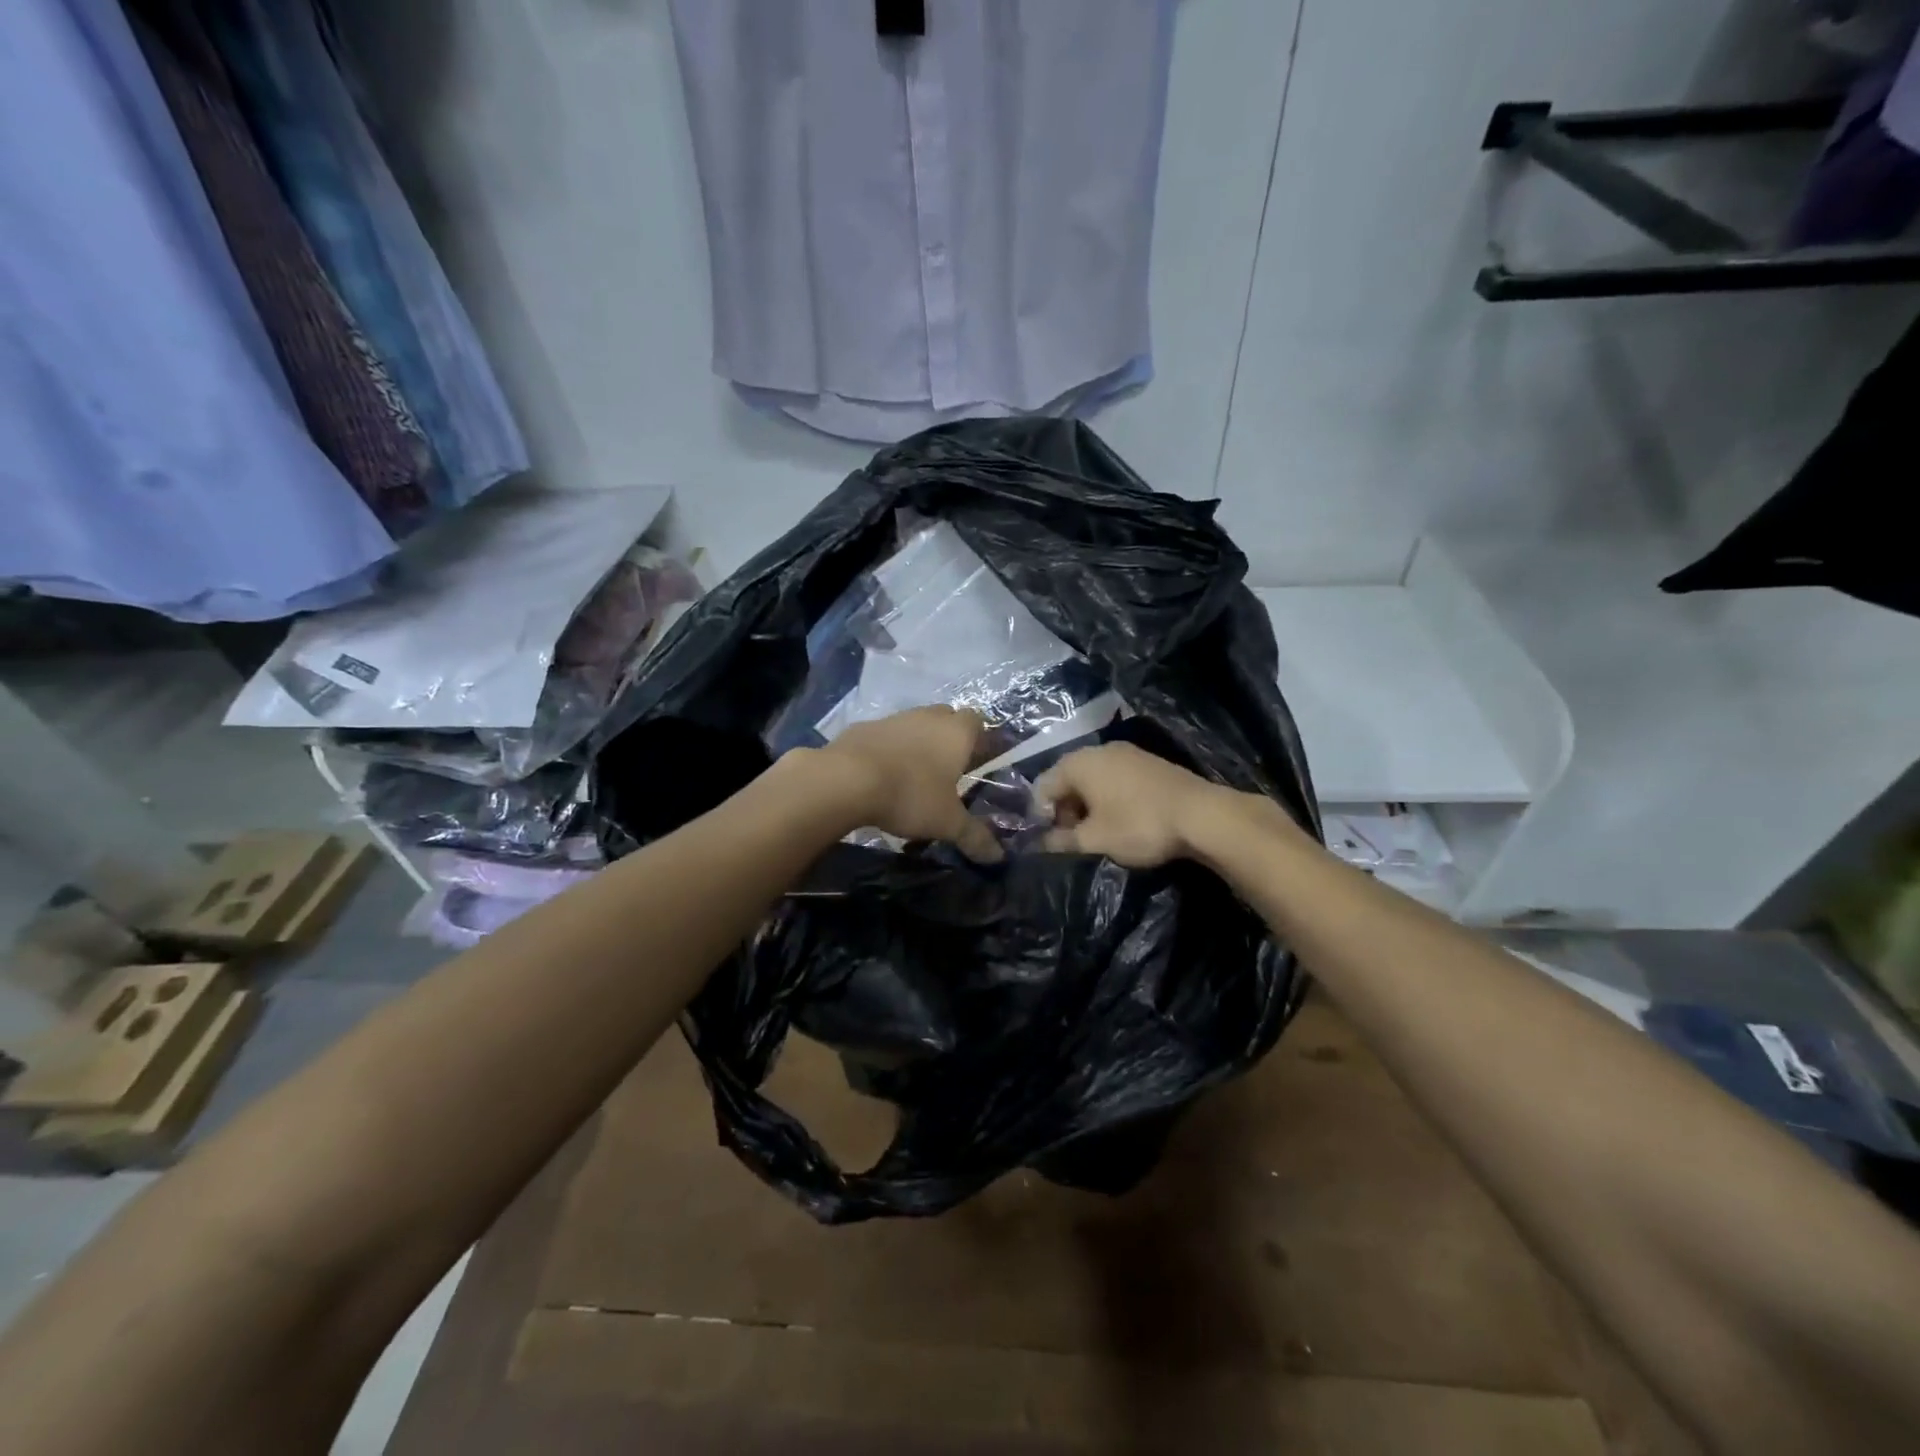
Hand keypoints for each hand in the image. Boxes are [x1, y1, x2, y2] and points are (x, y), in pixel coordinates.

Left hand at [819, 706, 1003, 863]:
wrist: (846, 780)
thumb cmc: (910, 795)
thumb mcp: (947, 823)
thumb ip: (974, 837)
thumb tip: (998, 857)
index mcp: (956, 732)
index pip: (978, 721)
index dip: (980, 740)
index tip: (978, 762)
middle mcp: (927, 716)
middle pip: (946, 718)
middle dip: (949, 739)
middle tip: (948, 770)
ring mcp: (893, 719)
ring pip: (914, 725)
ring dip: (917, 743)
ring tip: (913, 776)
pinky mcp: (863, 727)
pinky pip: (884, 736)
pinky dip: (888, 750)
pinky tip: (881, 776)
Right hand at [1033, 743, 1231, 867]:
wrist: (1201, 815)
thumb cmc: (1138, 824)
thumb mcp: (1094, 839)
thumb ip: (1061, 840)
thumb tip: (1038, 844)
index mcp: (1078, 763)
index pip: (1043, 786)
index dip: (1040, 816)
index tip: (1048, 841)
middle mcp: (1099, 750)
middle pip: (1067, 779)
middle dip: (1064, 810)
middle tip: (1072, 840)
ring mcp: (1127, 753)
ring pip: (1092, 779)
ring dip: (1087, 806)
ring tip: (1096, 833)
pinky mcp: (1148, 763)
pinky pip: (1115, 778)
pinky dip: (1109, 798)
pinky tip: (1120, 820)